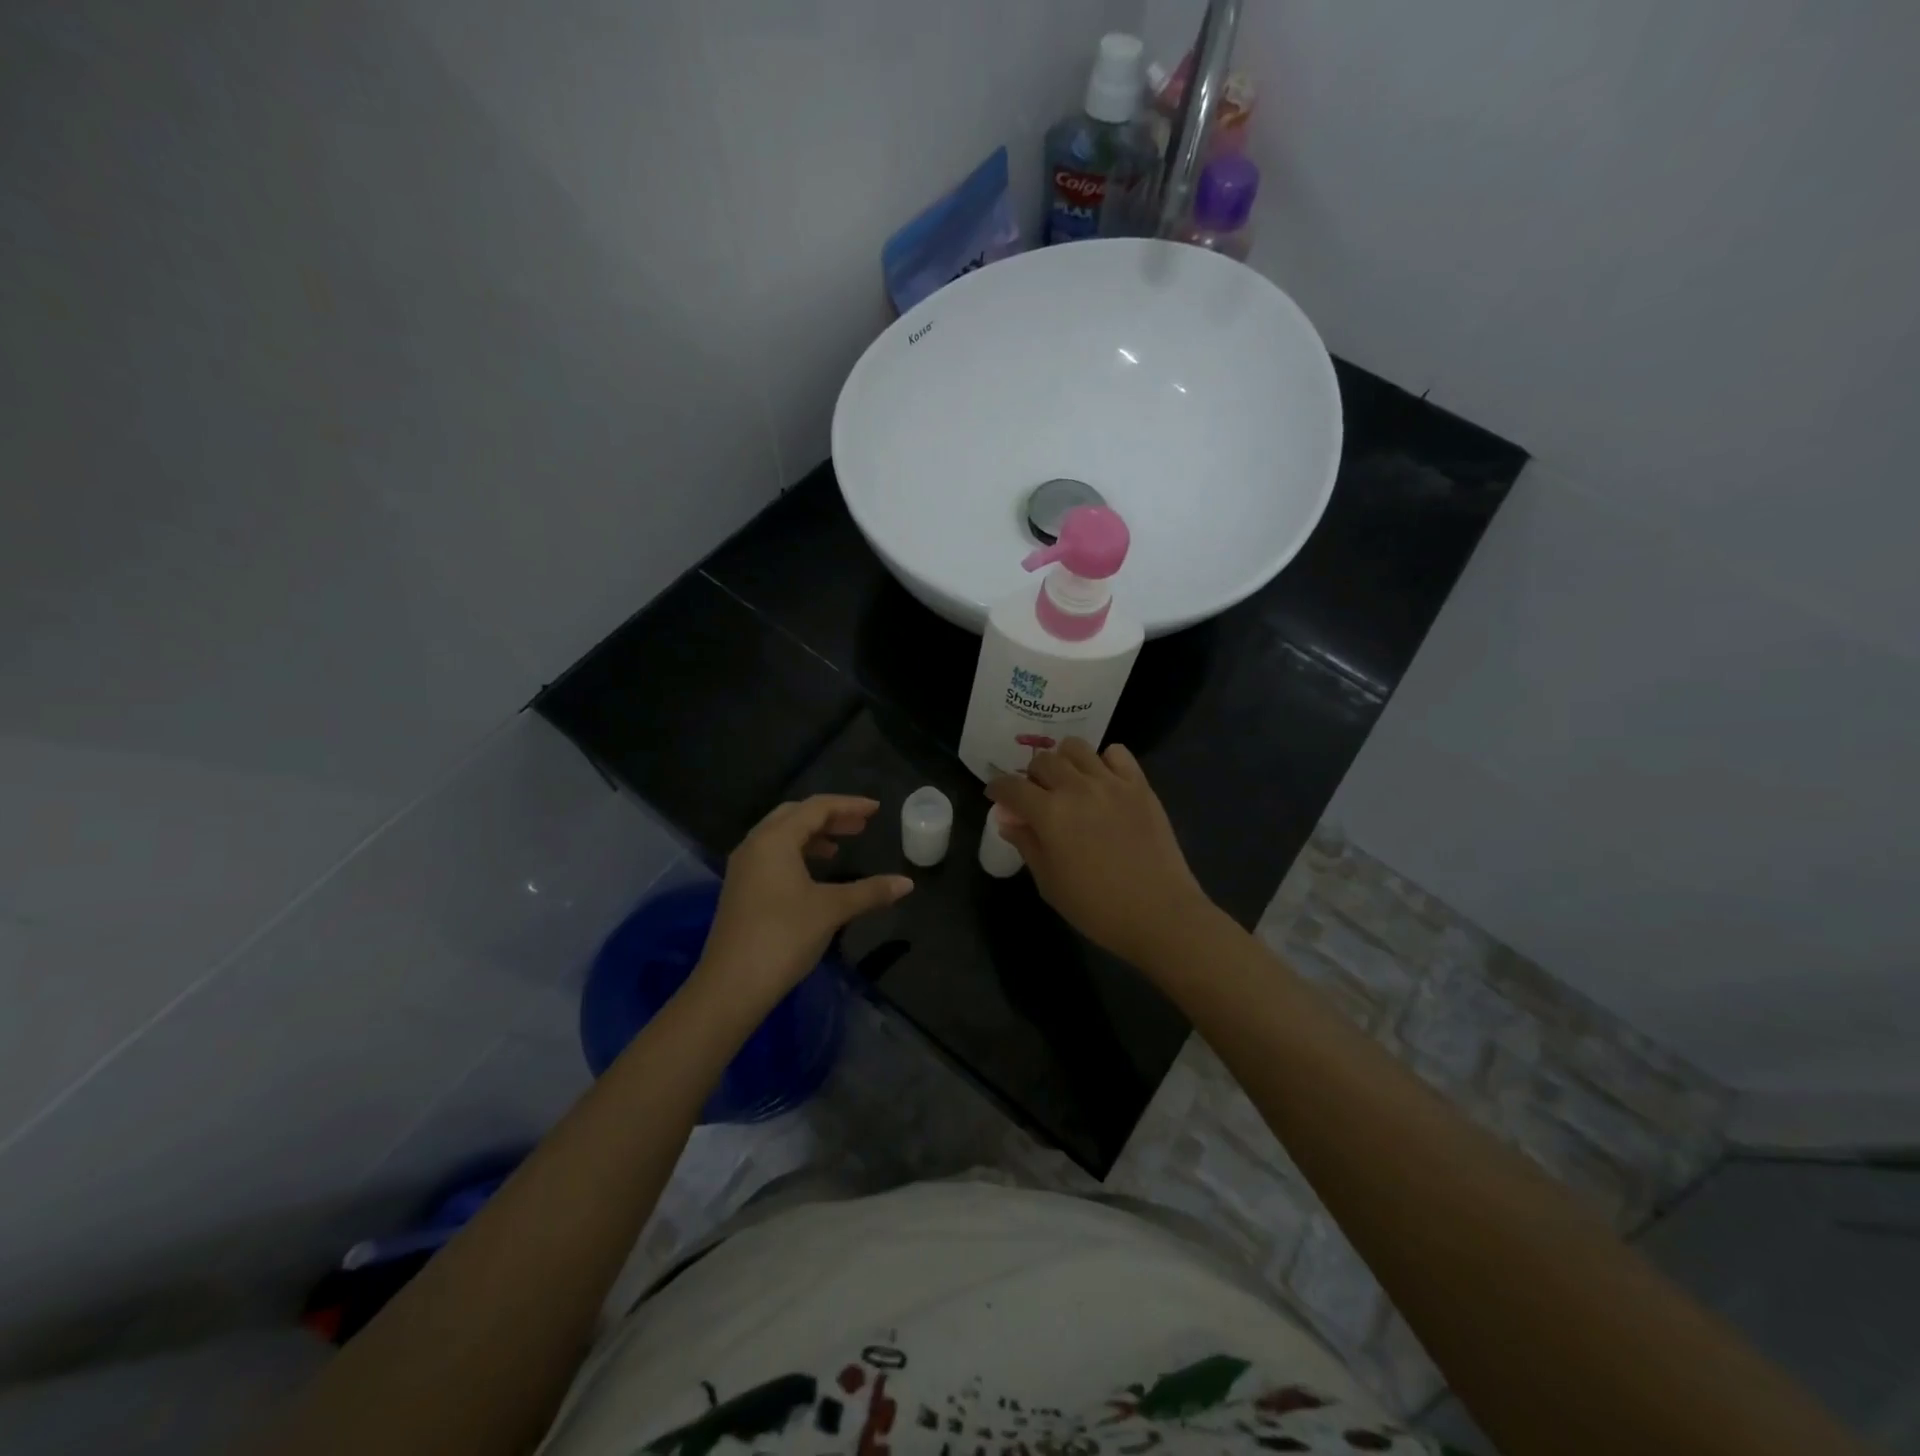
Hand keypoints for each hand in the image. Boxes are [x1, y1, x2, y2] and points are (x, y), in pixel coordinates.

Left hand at [695, 795, 912, 1012]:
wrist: (732, 985)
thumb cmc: (784, 936)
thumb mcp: (832, 909)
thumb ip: (870, 891)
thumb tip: (907, 883)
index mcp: (775, 839)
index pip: (816, 808)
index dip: (849, 805)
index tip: (876, 809)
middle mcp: (755, 845)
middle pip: (795, 815)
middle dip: (830, 817)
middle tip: (860, 826)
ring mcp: (744, 868)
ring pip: (781, 836)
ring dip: (812, 835)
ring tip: (839, 847)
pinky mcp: (741, 889)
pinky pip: (772, 855)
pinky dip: (797, 853)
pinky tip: (814, 873)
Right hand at [987, 740, 1216, 968]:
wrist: (1159, 913)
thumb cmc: (1096, 907)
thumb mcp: (1049, 883)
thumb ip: (1027, 844)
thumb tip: (1009, 821)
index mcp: (1049, 813)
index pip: (1011, 786)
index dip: (998, 789)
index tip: (996, 796)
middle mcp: (1077, 788)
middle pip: (1043, 761)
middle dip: (1031, 775)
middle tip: (1035, 795)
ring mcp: (1111, 782)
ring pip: (1076, 748)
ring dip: (1064, 760)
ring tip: (1068, 780)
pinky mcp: (1140, 785)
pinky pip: (1117, 753)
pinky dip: (1104, 760)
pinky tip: (1103, 780)